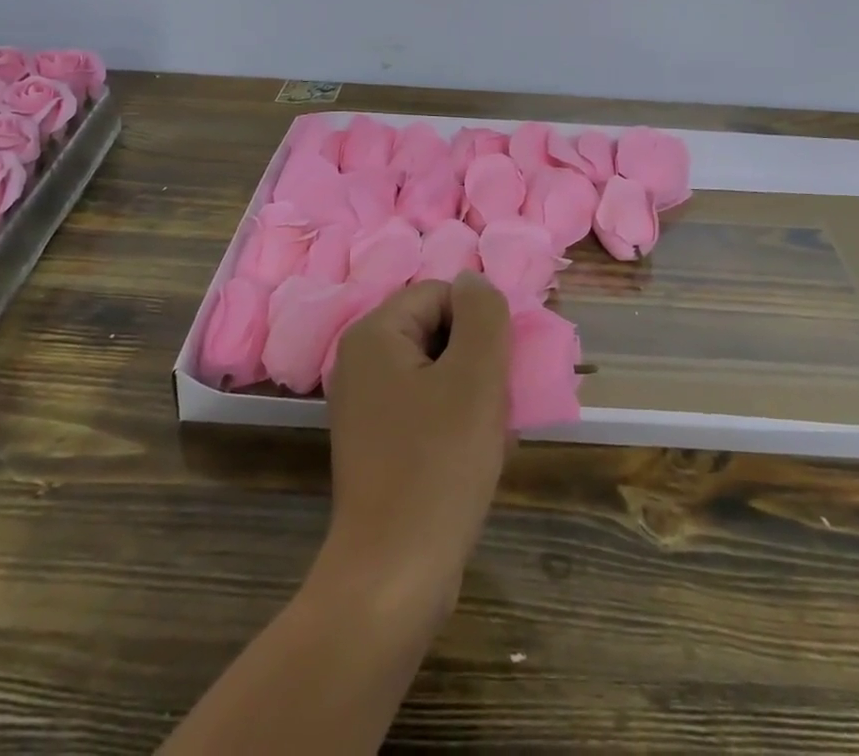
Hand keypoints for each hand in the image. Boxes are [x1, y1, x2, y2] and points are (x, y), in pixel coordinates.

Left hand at [317, 273, 511, 630]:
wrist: (394, 577)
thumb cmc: (438, 465)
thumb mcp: (475, 377)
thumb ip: (482, 314)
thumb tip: (475, 281)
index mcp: (374, 333)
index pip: (441, 293)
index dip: (479, 323)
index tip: (498, 370)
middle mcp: (360, 360)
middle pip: (437, 329)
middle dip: (477, 359)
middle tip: (497, 403)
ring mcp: (364, 404)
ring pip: (437, 370)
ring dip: (473, 392)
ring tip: (492, 432)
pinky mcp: (376, 442)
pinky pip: (425, 407)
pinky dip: (455, 420)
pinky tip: (477, 454)